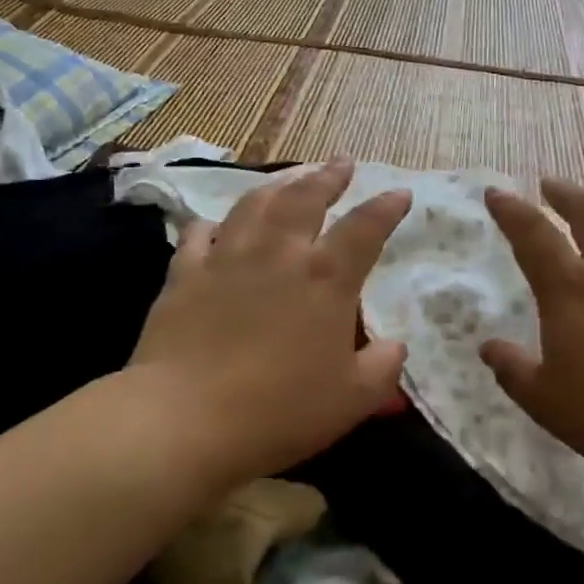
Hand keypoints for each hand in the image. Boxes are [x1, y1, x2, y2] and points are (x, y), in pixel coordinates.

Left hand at [129, 159, 411, 491]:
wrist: (184, 420)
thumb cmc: (279, 411)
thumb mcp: (352, 399)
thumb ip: (382, 368)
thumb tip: (394, 347)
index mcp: (326, 278)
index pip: (365, 228)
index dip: (386, 207)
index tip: (399, 193)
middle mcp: (279, 253)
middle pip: (306, 197)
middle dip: (328, 177)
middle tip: (341, 164)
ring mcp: (227, 258)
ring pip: (255, 204)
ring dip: (278, 185)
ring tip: (291, 177)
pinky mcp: (185, 274)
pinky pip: (199, 235)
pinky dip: (213, 224)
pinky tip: (217, 225)